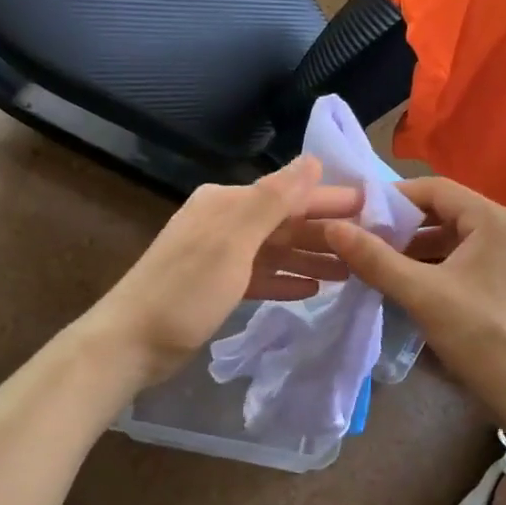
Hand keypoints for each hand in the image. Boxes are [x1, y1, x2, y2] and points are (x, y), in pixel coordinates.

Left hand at [92, 157, 364, 385]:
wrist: (131, 343)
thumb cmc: (185, 291)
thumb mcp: (232, 242)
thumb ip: (273, 200)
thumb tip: (312, 160)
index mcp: (227, 204)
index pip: (290, 194)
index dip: (332, 200)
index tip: (374, 207)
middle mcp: (225, 222)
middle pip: (285, 222)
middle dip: (326, 232)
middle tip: (373, 244)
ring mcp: (220, 256)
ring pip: (276, 250)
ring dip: (311, 258)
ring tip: (352, 270)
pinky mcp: (216, 286)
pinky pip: (260, 275)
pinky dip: (285, 279)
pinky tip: (312, 289)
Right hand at [325, 177, 505, 419]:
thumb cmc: (481, 336)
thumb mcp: (422, 294)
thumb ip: (375, 259)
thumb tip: (332, 228)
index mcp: (494, 219)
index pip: (434, 189)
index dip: (392, 197)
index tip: (356, 213)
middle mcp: (504, 228)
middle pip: (442, 211)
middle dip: (400, 225)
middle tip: (360, 238)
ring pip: (448, 237)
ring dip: (411, 246)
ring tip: (372, 259)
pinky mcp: (502, 279)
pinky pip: (458, 258)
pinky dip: (429, 264)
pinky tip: (400, 280)